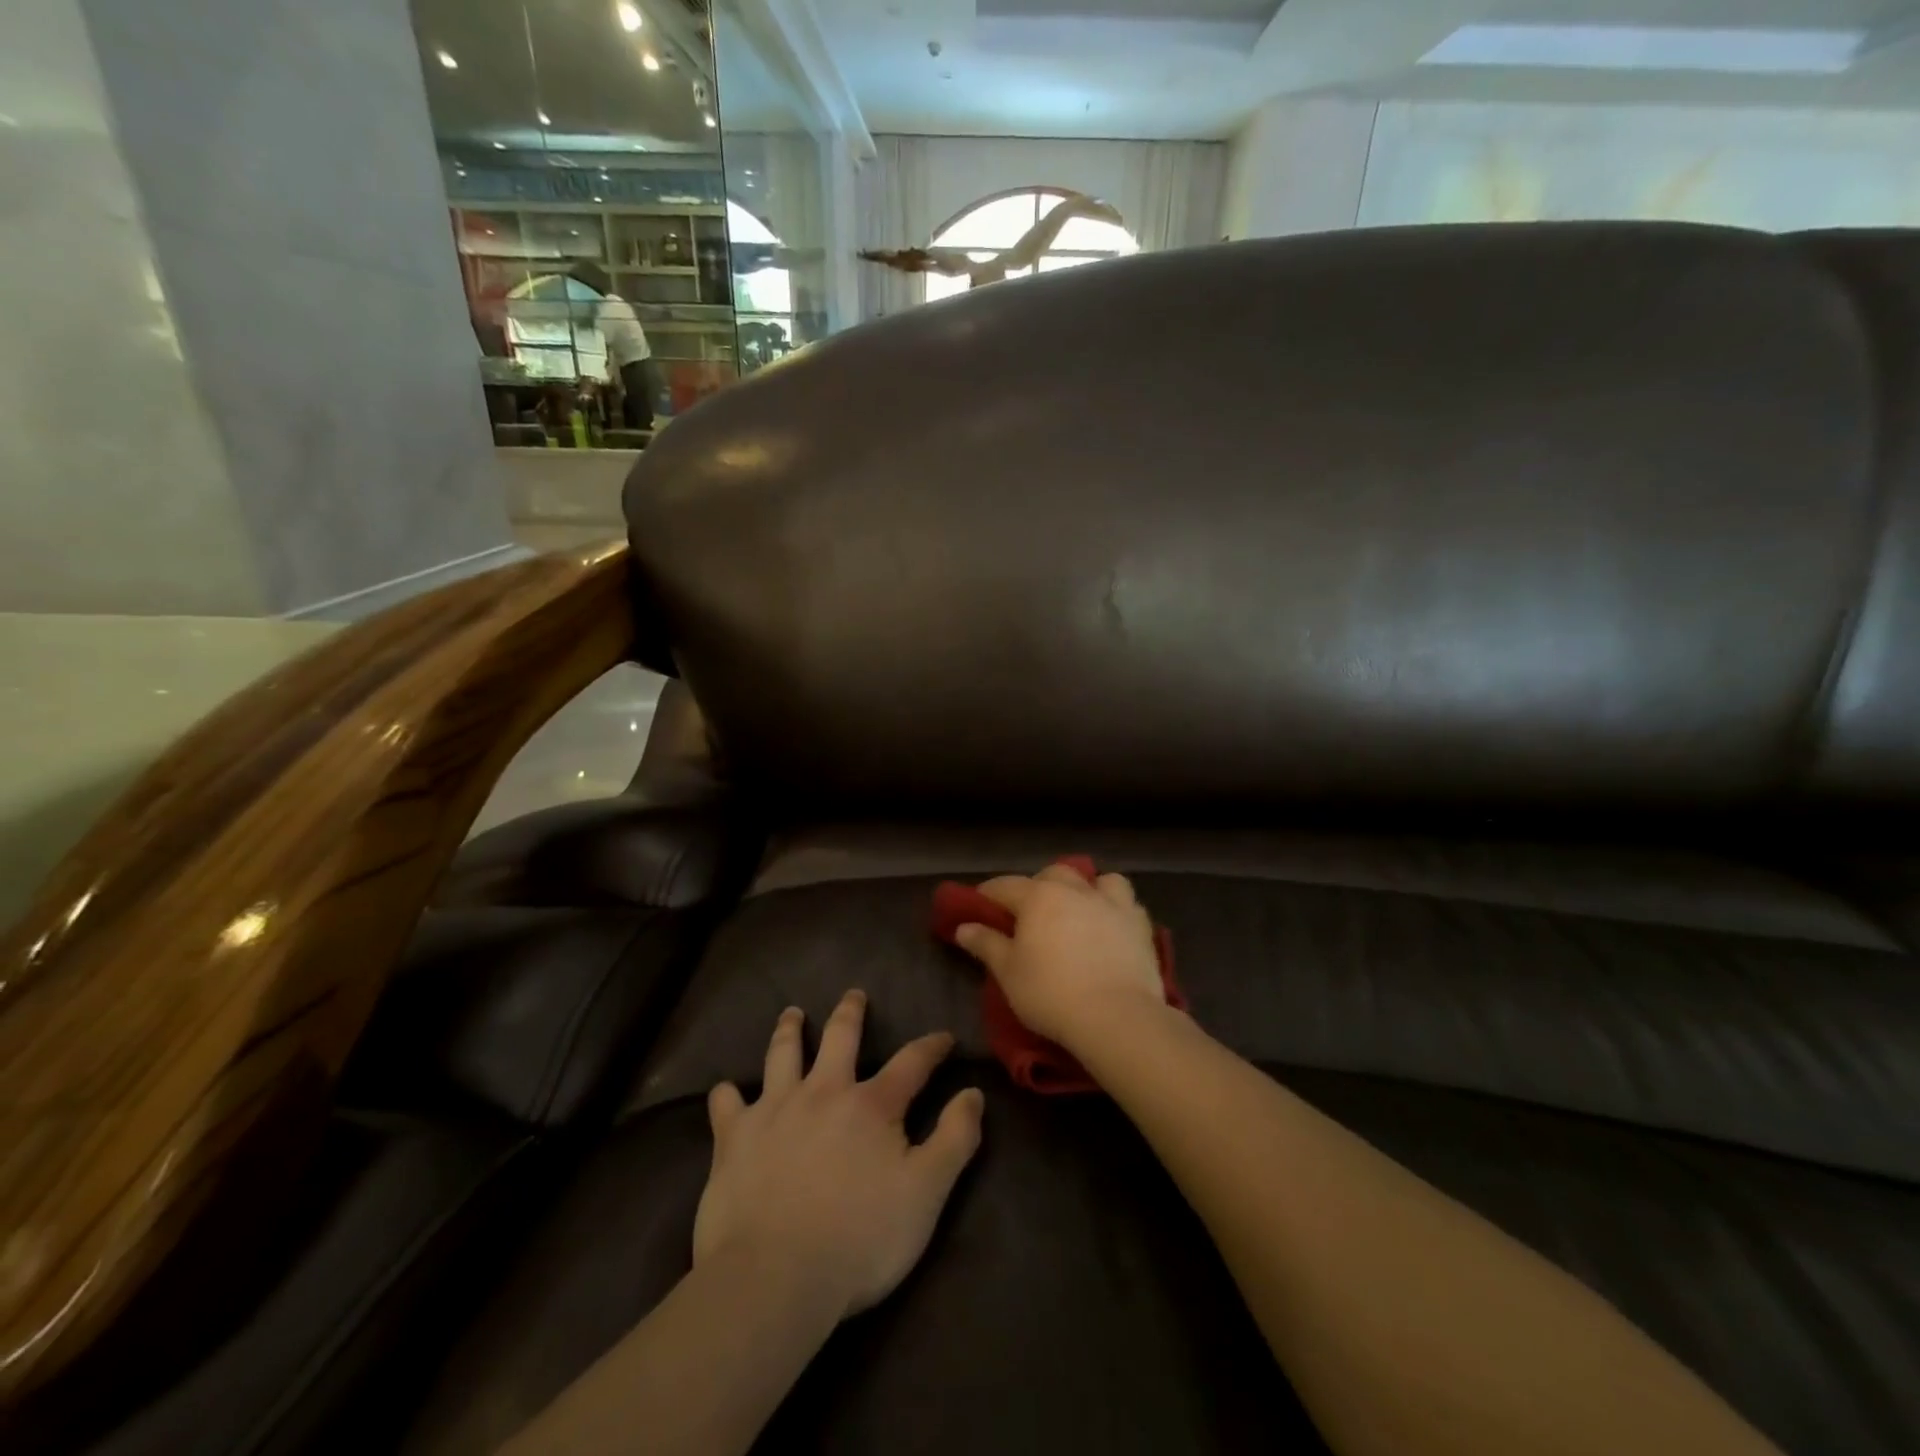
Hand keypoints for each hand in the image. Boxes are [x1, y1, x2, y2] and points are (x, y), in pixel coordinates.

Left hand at [694, 991, 984, 1323]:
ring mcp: (774, 1111)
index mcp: (871, 1105)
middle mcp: (823, 1092)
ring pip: (782, 1055)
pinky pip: (726, 1106)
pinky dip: (727, 1096)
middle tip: (853, 994)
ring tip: (792, 1014)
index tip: (943, 1037)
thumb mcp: (926, 1193)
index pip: (911, 1063)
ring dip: (789, 1031)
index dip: (931, 1047)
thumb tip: (973, 1092)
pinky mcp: (734, 1139)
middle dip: (850, 1014)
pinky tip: (725, 1091)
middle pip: (840, 1038)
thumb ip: (955, 1139)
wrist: (774, 1277)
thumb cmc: (860, 1238)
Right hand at [951, 864, 1166, 1053]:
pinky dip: (1115, 908)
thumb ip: (986, 944)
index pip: (1005, 885)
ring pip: (1098, 880)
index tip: (978, 906)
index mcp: (1038, 897)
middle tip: (1030, 913)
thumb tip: (964, 927)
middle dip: (1038, 886)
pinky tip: (1110, 926)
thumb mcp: (1008, 973)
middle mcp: (1075, 889)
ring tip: (1079, 910)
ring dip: (1085, 888)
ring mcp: (1112, 903)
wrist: (1117, 1016)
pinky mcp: (1140, 924)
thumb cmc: (1051, 994)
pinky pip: (1126, 903)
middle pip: (1052, 874)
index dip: (988, 894)